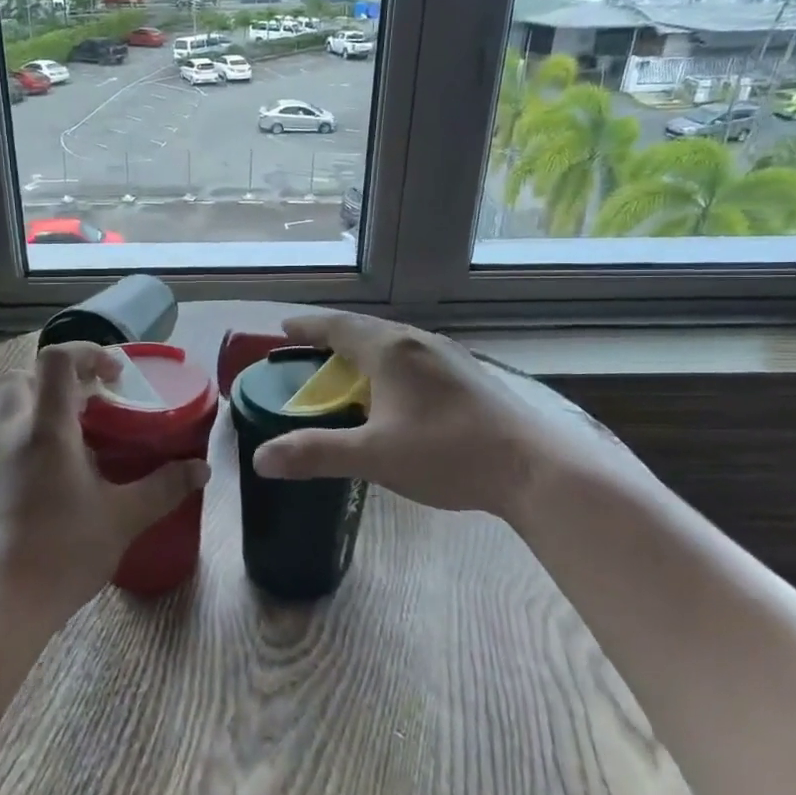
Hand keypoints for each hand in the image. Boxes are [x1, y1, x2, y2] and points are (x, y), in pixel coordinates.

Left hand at [0, 342, 209, 627]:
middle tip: (94, 409)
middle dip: (61, 382)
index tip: (115, 376)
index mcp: (46, 429)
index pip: (57, 359)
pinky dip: (24, 446)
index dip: (88, 352)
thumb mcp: (123, 519)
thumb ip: (165, 487)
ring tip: (75, 449)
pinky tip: (46, 487)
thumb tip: (202, 469)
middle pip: (27, 379)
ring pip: (9, 413)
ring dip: (41, 413)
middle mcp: (9, 433)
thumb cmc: (63, 553)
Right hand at [250, 314, 639, 523]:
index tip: (284, 328)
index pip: (338, 327)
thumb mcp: (374, 457)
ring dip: (365, 350)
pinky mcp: (470, 375)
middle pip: (366, 330)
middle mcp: (419, 342)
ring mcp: (449, 357)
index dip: (308, 326)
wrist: (534, 468)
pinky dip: (391, 364)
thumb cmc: (448, 455)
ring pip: (395, 342)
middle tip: (310, 351)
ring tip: (349, 368)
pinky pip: (416, 357)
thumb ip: (316, 454)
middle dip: (334, 337)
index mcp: (391, 351)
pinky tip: (397, 390)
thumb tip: (261, 459)